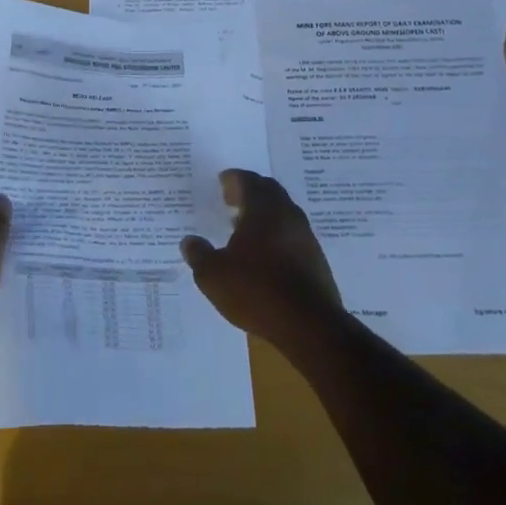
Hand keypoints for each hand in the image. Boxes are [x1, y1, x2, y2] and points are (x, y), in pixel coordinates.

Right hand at [181, 169, 342, 350]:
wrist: (310, 325)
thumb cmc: (257, 291)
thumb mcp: (214, 276)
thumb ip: (199, 255)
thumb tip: (189, 242)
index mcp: (263, 209)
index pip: (248, 181)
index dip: (233, 179)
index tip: (222, 181)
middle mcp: (287, 215)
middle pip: (269, 191)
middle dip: (250, 192)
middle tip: (231, 201)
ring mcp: (305, 236)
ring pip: (283, 212)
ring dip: (264, 214)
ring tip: (244, 229)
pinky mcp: (316, 258)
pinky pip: (292, 234)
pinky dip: (276, 233)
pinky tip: (265, 254)